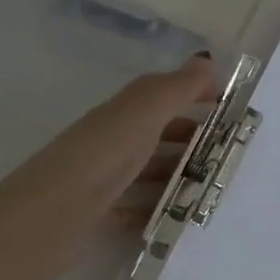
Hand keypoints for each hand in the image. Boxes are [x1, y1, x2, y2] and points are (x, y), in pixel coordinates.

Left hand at [0, 54, 219, 276]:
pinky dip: (156, 211)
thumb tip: (205, 60)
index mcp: (121, 115)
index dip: (193, 94)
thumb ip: (175, 89)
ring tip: (214, 189)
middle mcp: (111, 142)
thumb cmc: (100, 159)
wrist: (48, 218)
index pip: (162, 95)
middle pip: (157, 135)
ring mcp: (104, 180)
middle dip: (193, 140)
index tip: (230, 107)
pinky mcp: (99, 215)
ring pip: (148, 173)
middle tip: (231, 156)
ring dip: (178, 177)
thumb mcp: (142, 115)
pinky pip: (135, 210)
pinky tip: (178, 219)